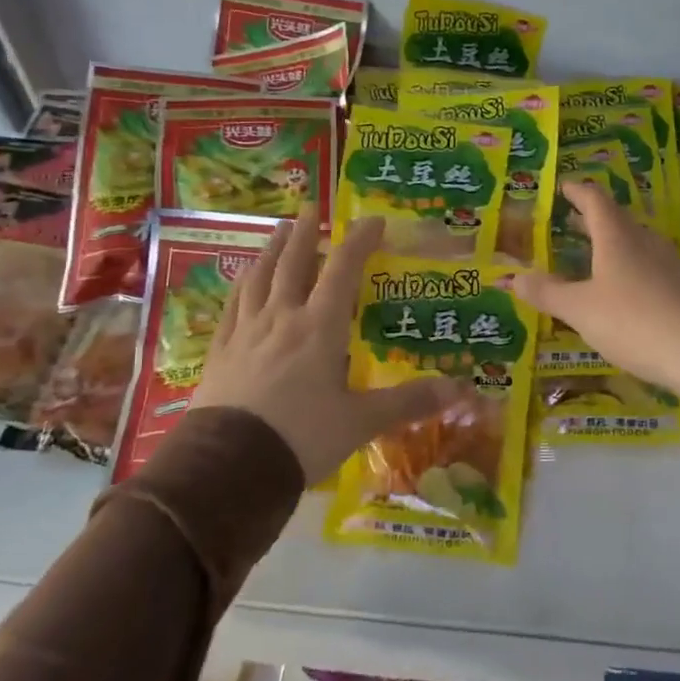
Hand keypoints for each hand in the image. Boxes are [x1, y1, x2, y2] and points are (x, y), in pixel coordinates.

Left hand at [187, 208, 468, 485]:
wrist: (228, 470)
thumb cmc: (301, 438)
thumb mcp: (361, 422)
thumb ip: (408, 403)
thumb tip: (459, 390)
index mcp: (319, 327)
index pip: (343, 270)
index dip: (360, 241)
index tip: (373, 220)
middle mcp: (282, 318)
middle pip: (294, 264)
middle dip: (306, 234)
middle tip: (311, 210)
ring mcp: (245, 332)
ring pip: (259, 278)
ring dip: (271, 250)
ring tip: (278, 231)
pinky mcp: (220, 352)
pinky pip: (232, 306)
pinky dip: (241, 285)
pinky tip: (242, 280)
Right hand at [511, 180, 679, 395]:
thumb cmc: (633, 322)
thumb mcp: (581, 310)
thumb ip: (547, 293)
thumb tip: (514, 277)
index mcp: (618, 237)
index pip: (594, 199)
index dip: (576, 191)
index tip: (561, 187)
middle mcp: (645, 241)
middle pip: (615, 219)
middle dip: (589, 219)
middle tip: (566, 222)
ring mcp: (668, 262)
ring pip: (633, 242)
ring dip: (609, 242)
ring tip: (588, 255)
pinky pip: (647, 264)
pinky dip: (626, 264)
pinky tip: (620, 287)